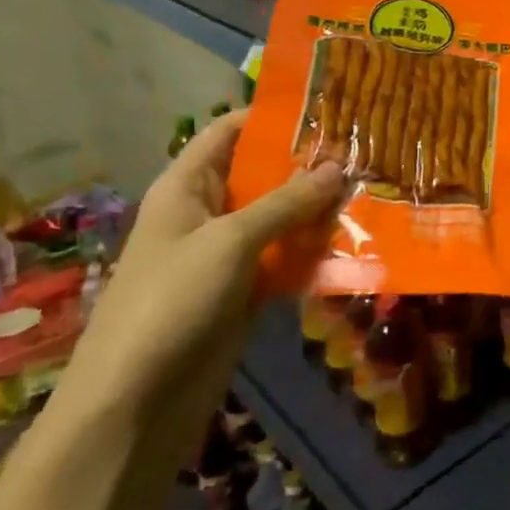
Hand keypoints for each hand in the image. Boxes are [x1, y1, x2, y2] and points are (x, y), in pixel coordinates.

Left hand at [61, 111, 345, 418]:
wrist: (136, 403)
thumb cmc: (172, 301)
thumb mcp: (230, 240)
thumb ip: (286, 202)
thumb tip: (337, 166)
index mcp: (187, 187)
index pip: (229, 132)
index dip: (272, 115)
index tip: (328, 106)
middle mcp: (207, 213)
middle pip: (262, 174)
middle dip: (309, 163)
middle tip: (366, 149)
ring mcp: (227, 254)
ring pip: (280, 218)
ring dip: (318, 208)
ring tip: (373, 189)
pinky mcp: (245, 291)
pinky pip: (285, 258)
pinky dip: (314, 250)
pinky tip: (357, 241)